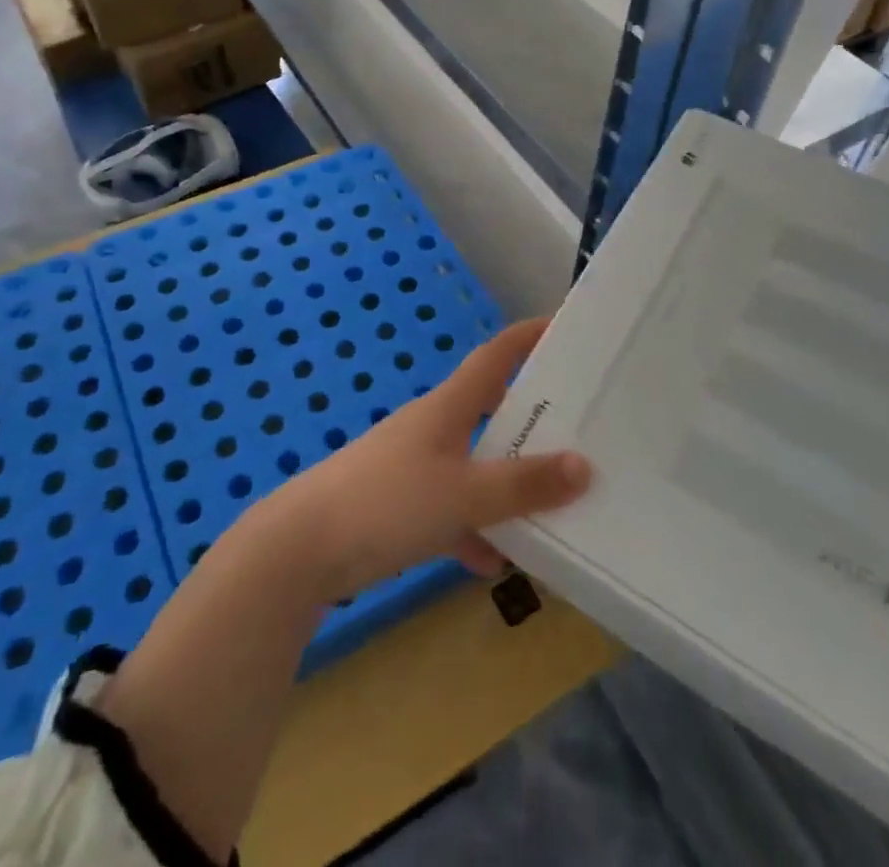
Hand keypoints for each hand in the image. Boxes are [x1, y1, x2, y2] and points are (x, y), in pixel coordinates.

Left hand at [273, 317, 589, 601]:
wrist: (303, 547)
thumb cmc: (388, 501)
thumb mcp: (465, 494)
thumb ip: (523, 484)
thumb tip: (584, 465)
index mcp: (448, 407)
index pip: (494, 356)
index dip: (527, 337)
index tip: (562, 327)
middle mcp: (433, 428)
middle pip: (489, 411)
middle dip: (531, 421)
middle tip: (578, 432)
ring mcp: (414, 466)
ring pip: (474, 466)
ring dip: (506, 485)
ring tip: (553, 508)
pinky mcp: (400, 505)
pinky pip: (451, 511)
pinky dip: (474, 529)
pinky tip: (495, 561)